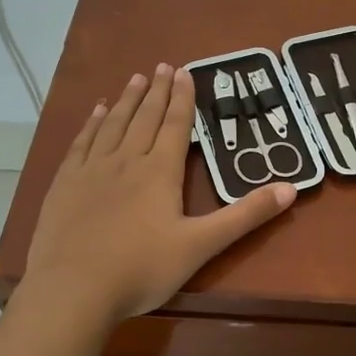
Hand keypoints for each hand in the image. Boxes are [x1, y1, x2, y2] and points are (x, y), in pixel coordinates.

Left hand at [25, 65, 294, 322]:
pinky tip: (96, 113)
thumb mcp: (202, 245)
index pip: (174, 126)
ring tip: (134, 78)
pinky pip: (81, 143)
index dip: (182, 98)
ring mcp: (91, 170)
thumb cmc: (142, 269)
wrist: (74, 290)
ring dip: (126, 100)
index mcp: (159, 172)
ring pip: (113, 125)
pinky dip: (91, 124)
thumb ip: (245, 216)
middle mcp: (125, 161)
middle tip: (162, 65)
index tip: (184, 71)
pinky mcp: (65, 184)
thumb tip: (291, 188)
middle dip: (156, 91)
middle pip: (144, 118)